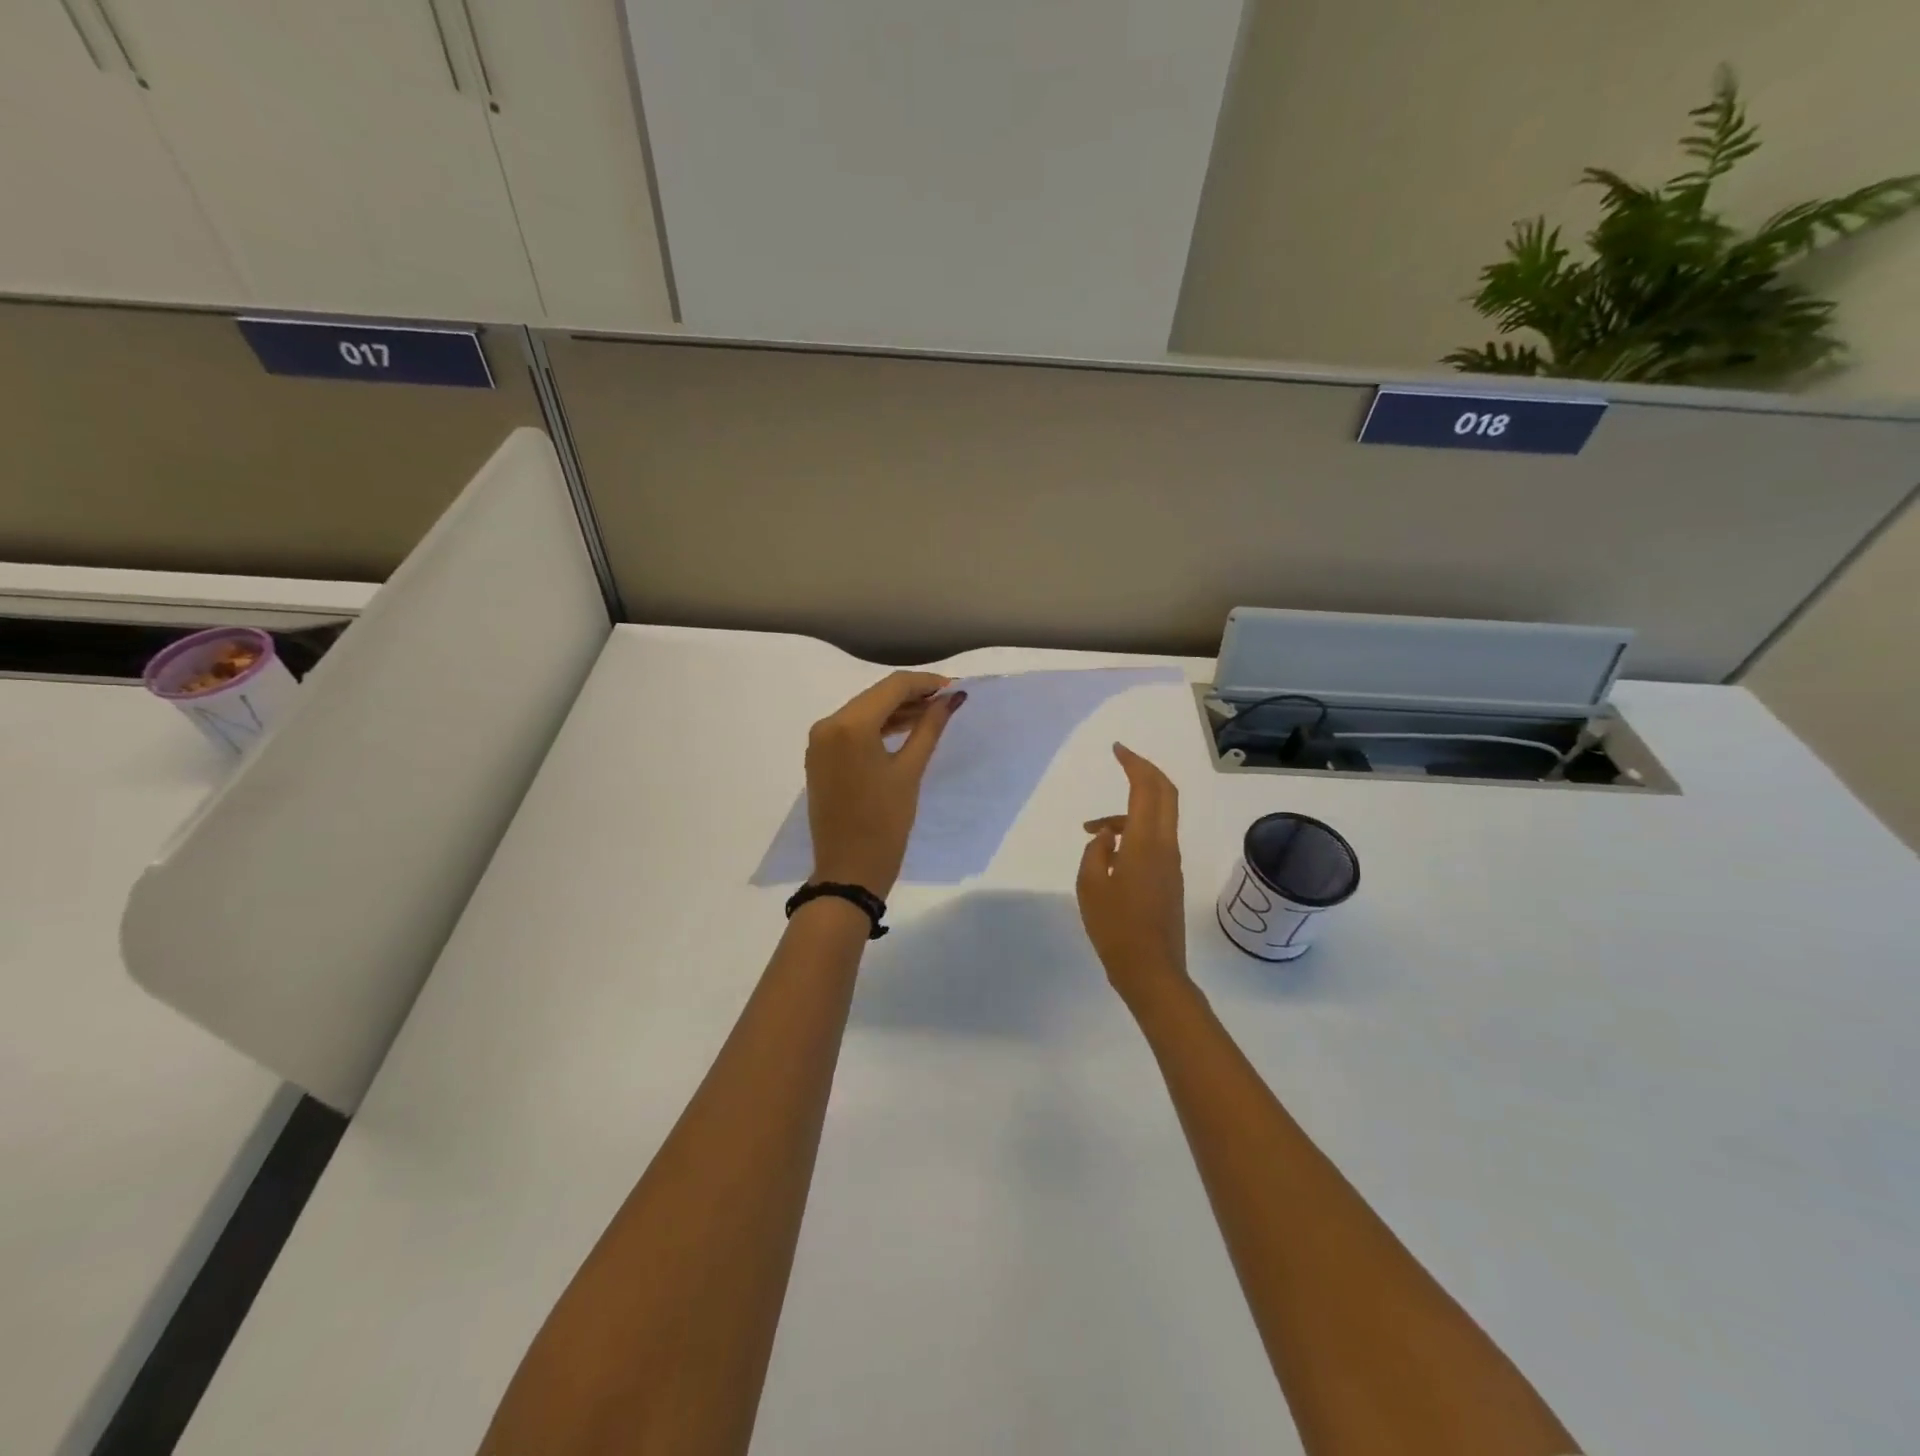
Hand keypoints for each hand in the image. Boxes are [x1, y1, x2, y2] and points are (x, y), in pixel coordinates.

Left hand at [806, 671, 965, 895]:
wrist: (848, 870)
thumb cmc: (885, 823)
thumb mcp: (910, 771)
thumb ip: (930, 727)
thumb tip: (952, 698)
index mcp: (849, 725)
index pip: (892, 686)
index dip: (926, 683)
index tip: (955, 688)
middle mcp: (828, 724)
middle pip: (876, 696)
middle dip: (912, 695)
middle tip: (948, 701)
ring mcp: (820, 741)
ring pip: (863, 711)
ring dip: (896, 711)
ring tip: (932, 715)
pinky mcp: (820, 757)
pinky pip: (852, 730)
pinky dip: (878, 727)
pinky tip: (905, 731)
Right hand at [1077, 744, 1191, 1009]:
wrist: (1151, 971)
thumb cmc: (1116, 928)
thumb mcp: (1090, 886)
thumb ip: (1095, 852)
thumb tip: (1106, 837)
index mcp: (1146, 842)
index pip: (1147, 788)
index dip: (1134, 763)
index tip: (1117, 749)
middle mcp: (1165, 846)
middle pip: (1165, 794)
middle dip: (1145, 772)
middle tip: (1123, 760)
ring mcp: (1171, 863)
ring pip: (1157, 818)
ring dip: (1129, 811)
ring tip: (1091, 831)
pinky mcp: (1169, 879)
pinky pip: (1154, 839)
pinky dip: (1133, 831)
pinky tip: (1108, 854)